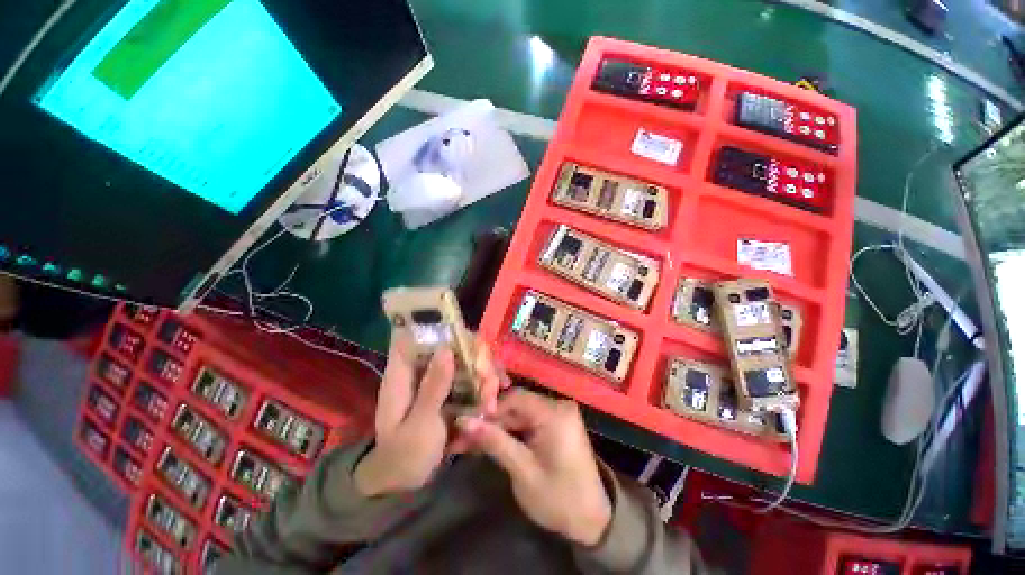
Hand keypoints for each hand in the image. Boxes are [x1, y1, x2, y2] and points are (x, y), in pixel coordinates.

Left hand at [354, 335, 504, 496]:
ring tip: (491, 404)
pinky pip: (472, 377)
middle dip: (476, 358)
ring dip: (484, 376)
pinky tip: (495, 399)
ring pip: (467, 360)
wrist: (403, 481)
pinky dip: (485, 385)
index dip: (439, 327)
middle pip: (452, 344)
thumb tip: (446, 348)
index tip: (467, 340)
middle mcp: (423, 368)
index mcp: (403, 372)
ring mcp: (438, 378)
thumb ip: (433, 387)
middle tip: (489, 381)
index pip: (416, 334)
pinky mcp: (450, 390)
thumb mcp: (419, 424)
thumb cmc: (403, 455)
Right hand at [458, 389, 611, 545]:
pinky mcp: (556, 424)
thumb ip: (494, 442)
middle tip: (463, 437)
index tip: (466, 426)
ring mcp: (558, 414)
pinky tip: (492, 443)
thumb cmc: (559, 498)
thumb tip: (463, 420)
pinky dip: (511, 433)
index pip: (514, 397)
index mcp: (554, 413)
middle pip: (516, 406)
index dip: (489, 410)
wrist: (593, 520)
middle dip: (491, 422)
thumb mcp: (523, 471)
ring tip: (471, 443)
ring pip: (519, 414)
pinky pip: (528, 422)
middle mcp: (557, 406)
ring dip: (498, 429)